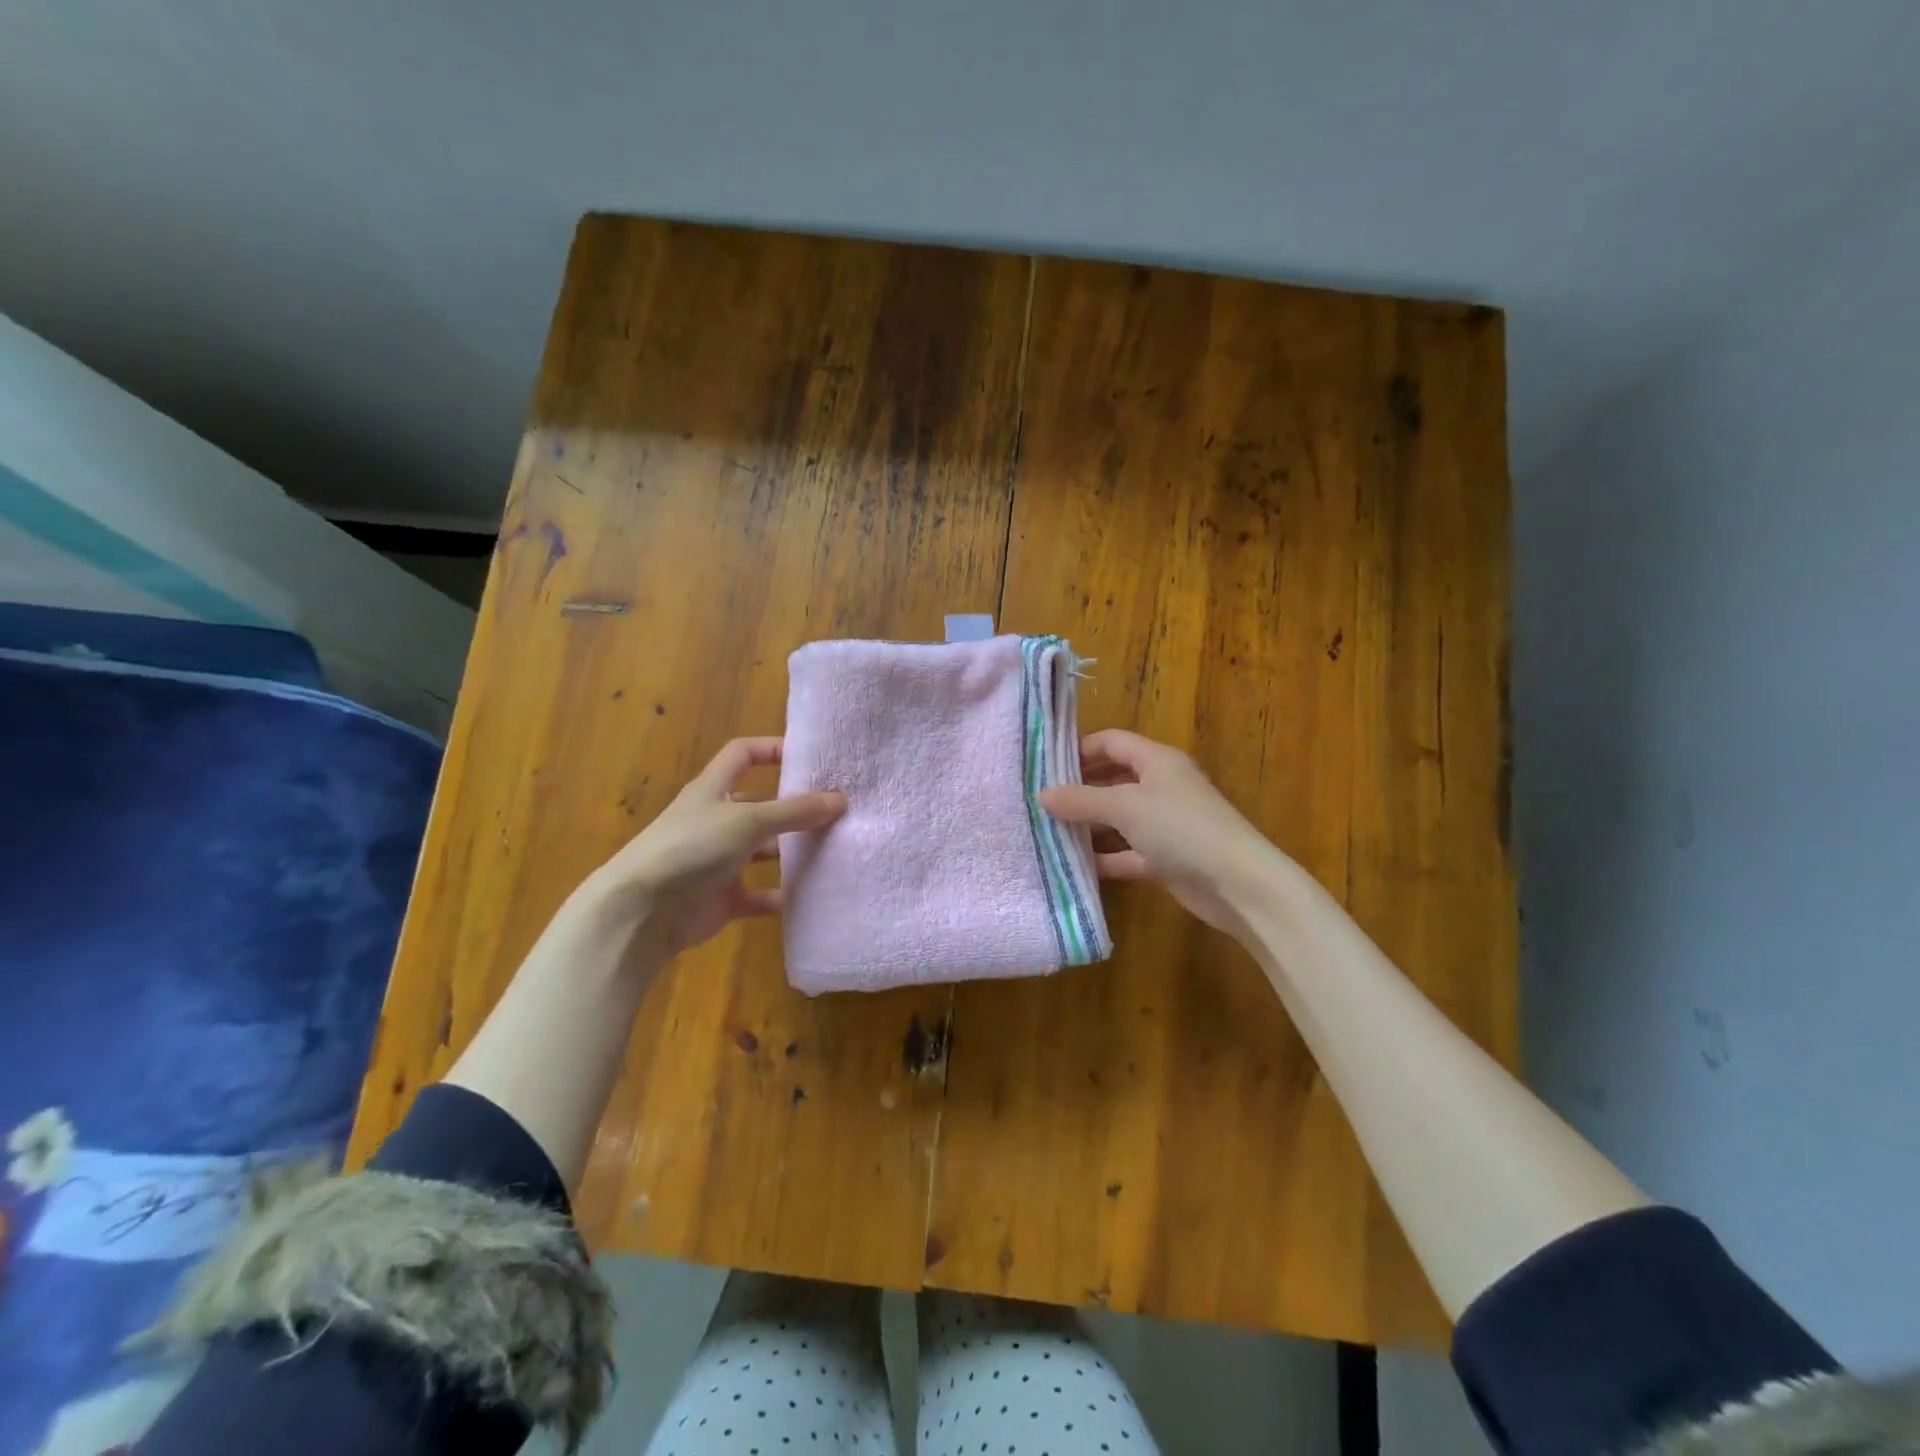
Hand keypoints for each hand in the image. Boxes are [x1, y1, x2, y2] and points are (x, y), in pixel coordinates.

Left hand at [581, 737, 846, 959]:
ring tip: (834, 850)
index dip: (771, 749)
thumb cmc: (692, 848)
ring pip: (763, 850)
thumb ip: (794, 811)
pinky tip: (811, 894)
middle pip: (761, 805)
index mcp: (713, 790)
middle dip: (794, 807)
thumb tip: (840, 799)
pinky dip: (782, 895)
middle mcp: (716, 820)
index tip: (809, 757)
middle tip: (837, 810)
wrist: (642, 912)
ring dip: (793, 851)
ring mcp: (718, 861)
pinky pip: (760, 894)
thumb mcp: (747, 821)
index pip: (742, 754)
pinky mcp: (722, 898)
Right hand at [1039, 729, 1282, 938]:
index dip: (1080, 749)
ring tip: (1047, 832)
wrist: (1238, 884)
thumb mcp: (1125, 807)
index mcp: (1157, 761)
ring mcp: (1165, 824)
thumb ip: (1081, 800)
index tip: (1045, 766)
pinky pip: (1127, 852)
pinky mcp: (1166, 858)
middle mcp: (1161, 786)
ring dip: (1088, 825)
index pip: (1112, 742)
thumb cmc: (1181, 828)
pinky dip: (1105, 857)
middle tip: (1040, 802)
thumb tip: (1042, 794)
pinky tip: (1075, 866)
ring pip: (1118, 818)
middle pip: (1112, 779)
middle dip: (1079, 789)